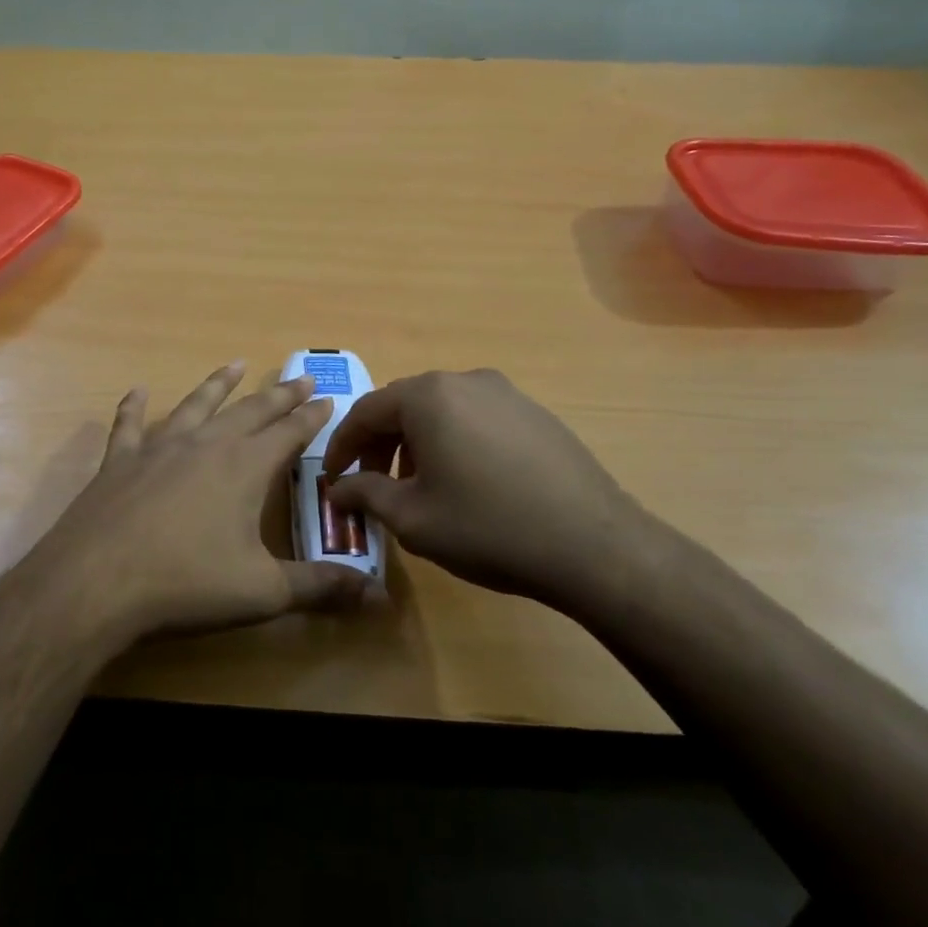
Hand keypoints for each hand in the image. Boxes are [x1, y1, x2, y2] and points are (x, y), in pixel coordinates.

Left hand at [33, 361, 367, 643]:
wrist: (97, 582)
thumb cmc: (187, 584)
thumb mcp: (263, 592)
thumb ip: (319, 588)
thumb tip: (375, 595)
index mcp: (245, 467)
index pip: (289, 432)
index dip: (311, 416)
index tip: (327, 398)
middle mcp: (206, 445)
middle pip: (250, 411)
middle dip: (279, 394)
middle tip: (300, 377)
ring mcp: (159, 448)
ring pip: (196, 404)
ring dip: (218, 384)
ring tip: (235, 365)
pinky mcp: (120, 461)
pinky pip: (130, 425)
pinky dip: (134, 407)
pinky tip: (137, 391)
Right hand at [322, 369, 661, 617]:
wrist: (594, 545)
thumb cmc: (488, 528)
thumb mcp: (413, 519)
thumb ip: (366, 494)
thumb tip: (338, 489)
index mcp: (428, 397)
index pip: (366, 412)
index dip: (342, 446)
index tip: (333, 478)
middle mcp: (465, 381)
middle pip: (404, 406)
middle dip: (380, 444)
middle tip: (372, 484)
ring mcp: (506, 393)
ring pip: (442, 411)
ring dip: (417, 443)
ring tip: (418, 486)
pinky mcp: (536, 413)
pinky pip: (477, 419)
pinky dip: (454, 442)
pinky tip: (466, 482)